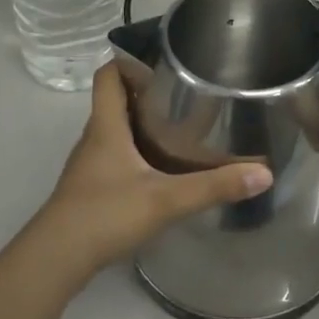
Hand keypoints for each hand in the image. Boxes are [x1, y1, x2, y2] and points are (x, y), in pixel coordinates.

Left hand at [29, 62, 272, 279]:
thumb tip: (263, 174)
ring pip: (116, 132)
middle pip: (115, 102)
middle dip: (147, 93)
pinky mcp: (90, 190)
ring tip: (182, 126)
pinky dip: (137, 155)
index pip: (108, 76)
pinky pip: (115, 159)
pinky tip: (162, 170)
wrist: (55, 260)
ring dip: (142, 125)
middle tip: (186, 92)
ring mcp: (89, 166)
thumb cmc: (105, 214)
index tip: (162, 59)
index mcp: (106, 126)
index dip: (128, 61)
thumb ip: (213, 186)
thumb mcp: (165, 199)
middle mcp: (94, 139)